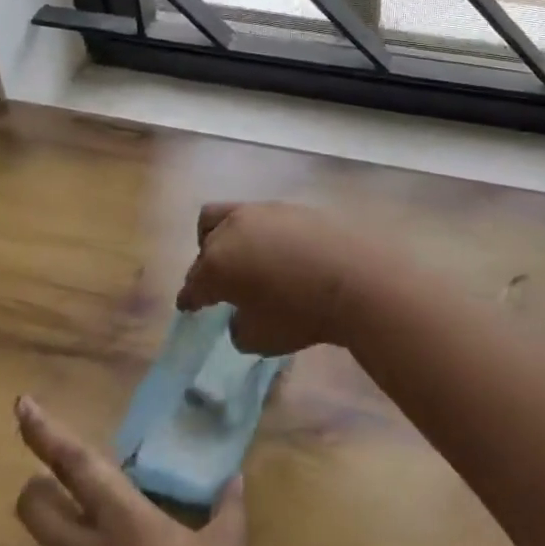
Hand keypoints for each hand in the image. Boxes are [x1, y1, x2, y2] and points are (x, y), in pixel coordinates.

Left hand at [14, 396, 245, 545]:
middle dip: (37, 482)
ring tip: (93, 514)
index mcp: (125, 521)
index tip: (23, 405)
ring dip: (54, 519)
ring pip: (42, 539)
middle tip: (63, 474)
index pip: (75, 466)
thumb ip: (228, 507)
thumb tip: (234, 476)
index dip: (46, 433)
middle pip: (33, 504)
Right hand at [176, 202, 400, 355]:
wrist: (355, 277)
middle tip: (216, 284)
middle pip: (206, 241)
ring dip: (229, 239)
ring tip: (243, 261)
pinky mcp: (293, 206)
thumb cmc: (300, 314)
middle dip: (205, 263)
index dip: (190, 298)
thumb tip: (241, 313)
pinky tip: (275, 253)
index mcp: (217, 262)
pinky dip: (260, 235)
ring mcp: (265, 212)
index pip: (193, 283)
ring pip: (230, 217)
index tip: (189, 307)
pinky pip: (264, 218)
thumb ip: (238, 326)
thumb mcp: (259, 338)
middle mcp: (234, 228)